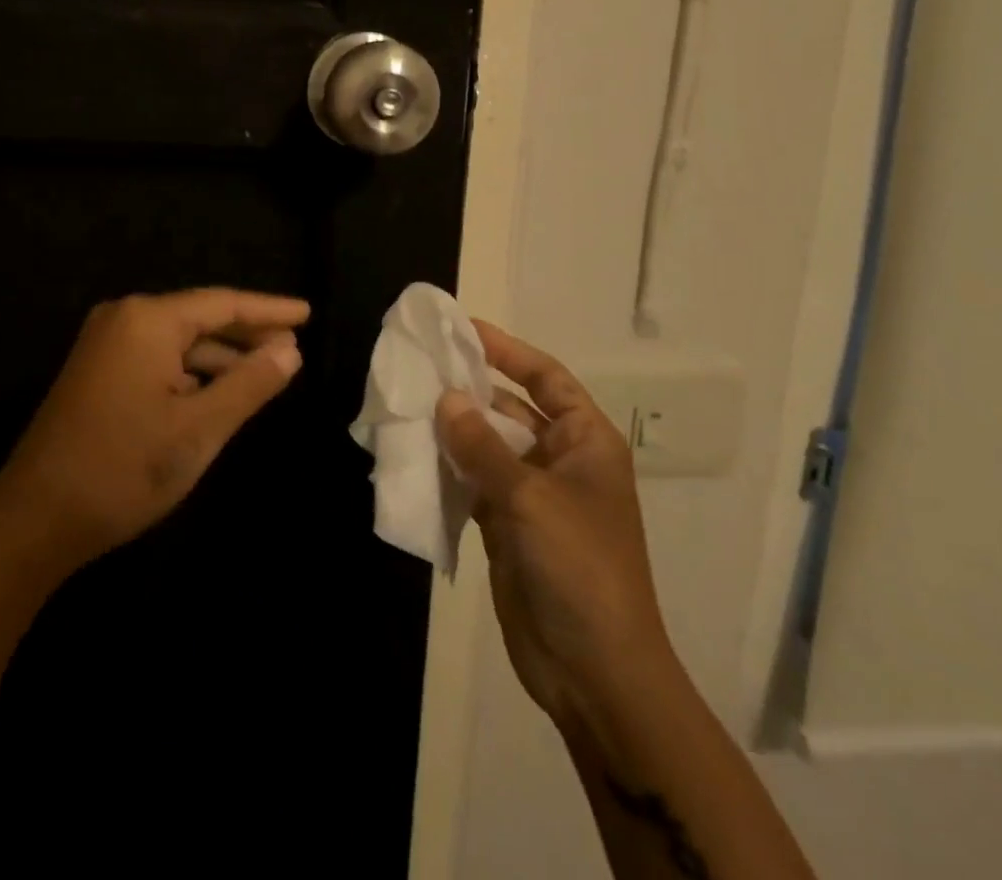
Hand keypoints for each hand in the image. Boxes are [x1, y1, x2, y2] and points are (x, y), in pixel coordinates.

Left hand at [0, 288, 309, 576]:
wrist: (33, 521)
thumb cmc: (123, 468)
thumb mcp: (200, 428)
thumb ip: (249, 383)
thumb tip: (289, 349)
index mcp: (148, 320)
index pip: (223, 303)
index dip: (269, 309)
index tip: (308, 312)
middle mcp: (124, 319)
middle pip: (200, 318)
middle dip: (247, 334)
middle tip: (294, 346)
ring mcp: (105, 346)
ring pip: (179, 342)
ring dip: (221, 358)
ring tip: (266, 372)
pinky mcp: (97, 373)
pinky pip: (158, 360)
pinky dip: (192, 374)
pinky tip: (219, 393)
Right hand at [436, 321, 671, 725]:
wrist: (595, 672)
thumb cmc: (578, 568)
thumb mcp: (530, 498)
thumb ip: (483, 446)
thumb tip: (446, 398)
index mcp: (585, 442)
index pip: (545, 378)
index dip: (507, 350)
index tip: (463, 328)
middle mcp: (560, 460)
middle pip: (510, 409)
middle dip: (469, 390)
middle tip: (419, 365)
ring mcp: (532, 495)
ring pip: (487, 447)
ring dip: (453, 430)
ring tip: (406, 404)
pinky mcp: (507, 527)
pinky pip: (473, 484)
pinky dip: (447, 470)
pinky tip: (413, 455)